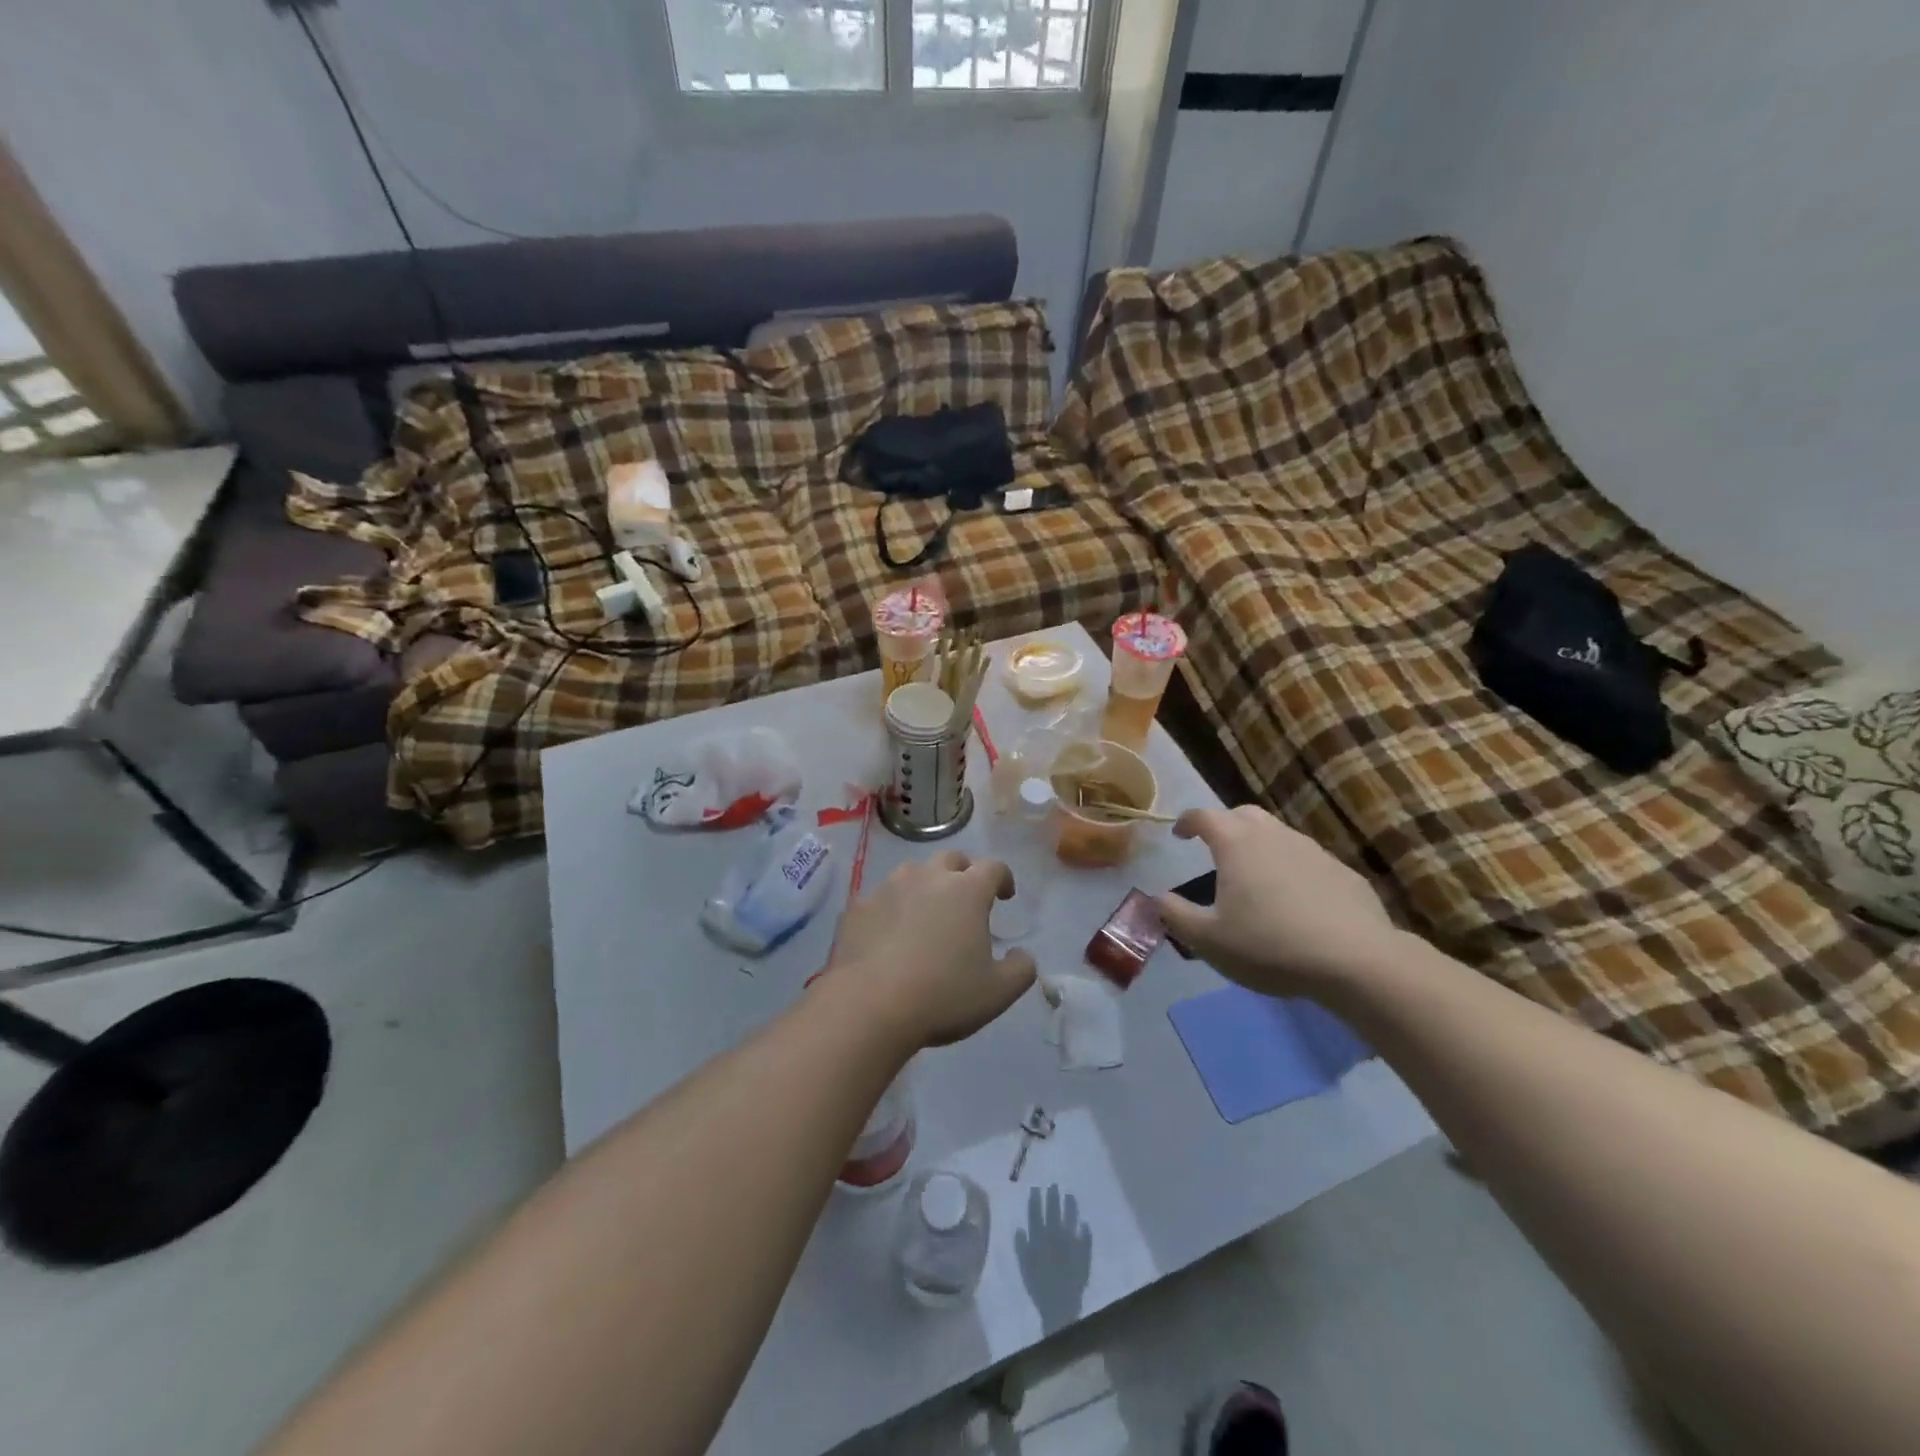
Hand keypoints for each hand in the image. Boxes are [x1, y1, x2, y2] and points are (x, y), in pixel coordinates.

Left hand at [827, 851, 1036, 1048]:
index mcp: (967, 891)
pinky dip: (891, 909)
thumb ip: (1021, 969)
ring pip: (912, 872)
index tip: (1005, 896)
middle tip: (966, 900)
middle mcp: (928, 878)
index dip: (1003, 878)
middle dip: (963, 873)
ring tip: (926, 913)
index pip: (993, 867)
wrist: (868, 1005)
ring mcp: (888, 888)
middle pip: (951, 859)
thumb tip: (1023, 955)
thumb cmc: (942, 995)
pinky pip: (881, 899)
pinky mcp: (858, 907)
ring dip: (925, 885)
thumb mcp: (997, 993)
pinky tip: (889, 935)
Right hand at [1154, 806, 1396, 995]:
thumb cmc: (1270, 945)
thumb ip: (1176, 916)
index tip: (1179, 834)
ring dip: (1260, 846)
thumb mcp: (1208, 940)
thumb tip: (1157, 899)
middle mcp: (1273, 836)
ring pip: (1278, 835)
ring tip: (1254, 877)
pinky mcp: (1343, 873)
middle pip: (1244, 815)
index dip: (1187, 822)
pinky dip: (1291, 870)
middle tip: (1216, 848)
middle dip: (1225, 825)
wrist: (1356, 961)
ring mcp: (1312, 851)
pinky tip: (1294, 902)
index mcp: (1236, 844)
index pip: (1204, 816)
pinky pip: (1307, 861)